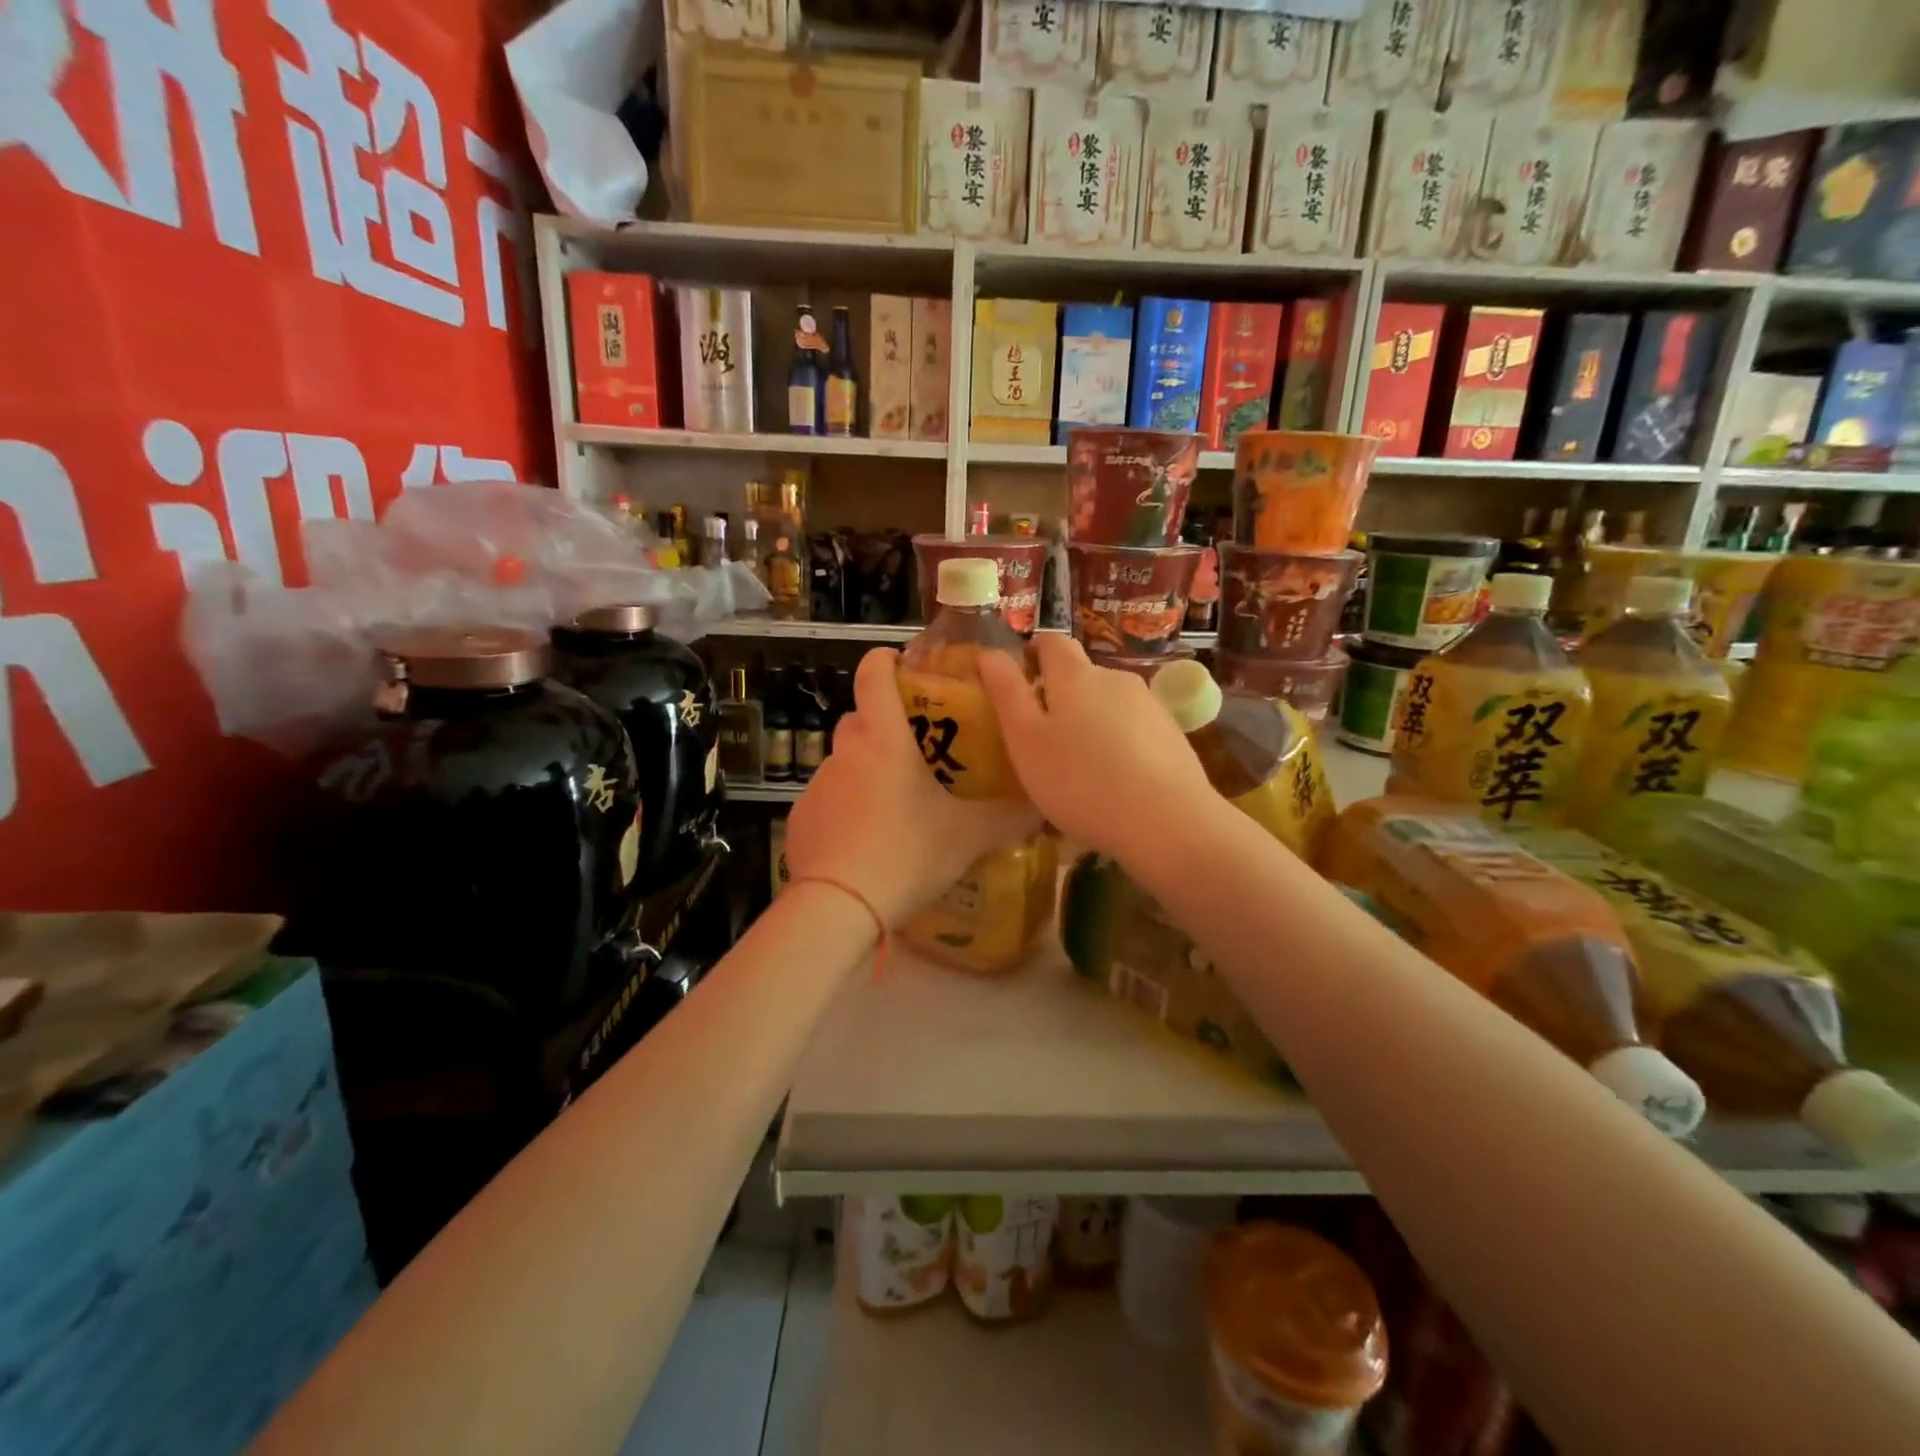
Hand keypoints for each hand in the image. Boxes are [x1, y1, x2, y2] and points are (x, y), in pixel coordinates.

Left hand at [785, 648, 1041, 925]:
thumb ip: (1008, 817)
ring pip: (843, 761)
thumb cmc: (908, 853)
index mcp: (884, 739)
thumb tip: (1042, 804)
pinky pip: (827, 799)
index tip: (900, 663)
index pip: (874, 675)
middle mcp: (846, 752)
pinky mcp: (801, 818)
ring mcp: (818, 785)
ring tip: (893, 804)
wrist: (839, 905)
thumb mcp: (968, 836)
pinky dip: (845, 807)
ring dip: (865, 769)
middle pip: (859, 719)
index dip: (885, 661)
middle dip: (882, 724)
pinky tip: (864, 839)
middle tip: (913, 748)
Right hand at [976, 634, 1212, 858]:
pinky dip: (1118, 745)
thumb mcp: (1026, 740)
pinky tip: (1115, 782)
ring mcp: (1149, 705)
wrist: (1167, 821)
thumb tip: (988, 653)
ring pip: (1108, 704)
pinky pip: (1133, 730)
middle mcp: (1115, 678)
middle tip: (1042, 740)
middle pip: (1080, 675)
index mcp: (1075, 675)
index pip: (1051, 642)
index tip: (1019, 685)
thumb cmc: (1080, 780)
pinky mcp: (1172, 735)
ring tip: (1079, 768)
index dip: (1032, 655)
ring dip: (1090, 723)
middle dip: (1059, 697)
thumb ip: (1006, 692)